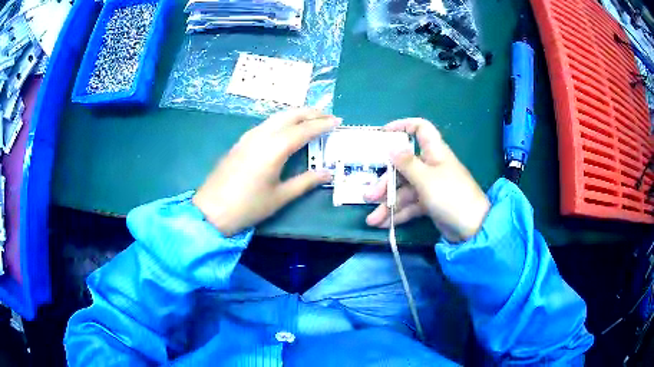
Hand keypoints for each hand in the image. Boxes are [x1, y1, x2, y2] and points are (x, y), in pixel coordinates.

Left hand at [193, 109, 339, 235]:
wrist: (211, 209)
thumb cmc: (248, 206)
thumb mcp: (280, 197)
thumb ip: (305, 182)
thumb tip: (327, 173)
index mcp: (275, 148)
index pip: (304, 129)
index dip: (322, 124)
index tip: (337, 121)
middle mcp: (262, 135)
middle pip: (290, 115)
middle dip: (310, 112)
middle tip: (327, 115)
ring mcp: (249, 136)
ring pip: (276, 117)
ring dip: (295, 114)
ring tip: (310, 118)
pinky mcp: (241, 142)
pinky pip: (266, 123)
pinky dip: (281, 120)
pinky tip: (285, 128)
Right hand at [364, 118, 489, 242]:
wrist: (472, 228)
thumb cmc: (451, 196)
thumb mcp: (426, 179)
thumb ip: (407, 163)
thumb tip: (391, 146)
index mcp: (434, 152)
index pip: (420, 128)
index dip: (403, 126)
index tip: (383, 134)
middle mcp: (431, 166)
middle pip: (403, 167)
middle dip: (385, 182)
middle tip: (368, 196)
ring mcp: (430, 186)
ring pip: (404, 190)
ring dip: (388, 204)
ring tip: (372, 219)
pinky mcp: (429, 203)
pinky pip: (410, 205)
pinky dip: (398, 214)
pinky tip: (384, 225)